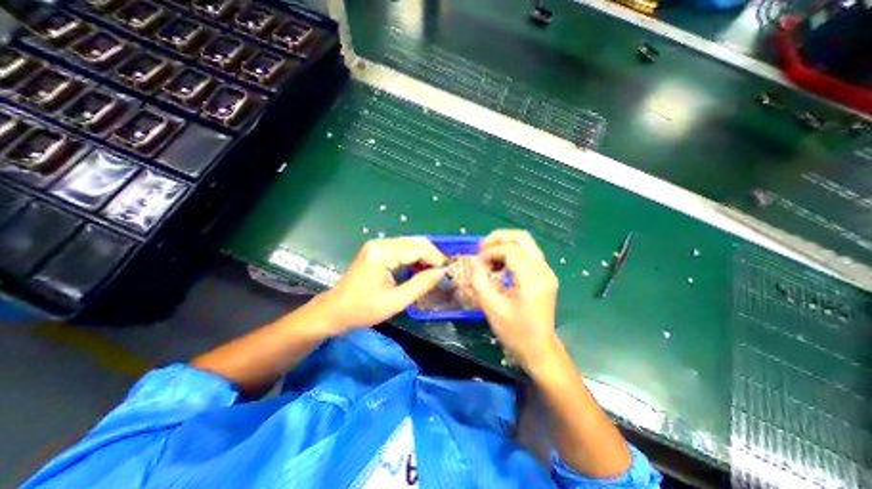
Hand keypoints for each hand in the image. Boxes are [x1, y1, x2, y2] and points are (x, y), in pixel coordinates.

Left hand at [314, 235, 445, 331]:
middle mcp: (381, 243)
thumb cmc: (362, 309)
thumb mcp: (395, 301)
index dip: (436, 258)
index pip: (418, 248)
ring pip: (411, 243)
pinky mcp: (378, 250)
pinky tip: (420, 269)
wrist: (335, 310)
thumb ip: (421, 285)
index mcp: (383, 253)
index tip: (448, 271)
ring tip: (434, 271)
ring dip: (425, 256)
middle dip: (433, 255)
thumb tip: (441, 273)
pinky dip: (415, 257)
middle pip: (415, 241)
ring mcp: (378, 245)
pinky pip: (403, 249)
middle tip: (443, 271)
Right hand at [471, 229, 558, 369]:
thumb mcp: (491, 308)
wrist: (539, 349)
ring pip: (526, 242)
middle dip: (499, 237)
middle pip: (522, 237)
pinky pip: (528, 253)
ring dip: (505, 244)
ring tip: (488, 256)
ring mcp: (547, 272)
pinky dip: (511, 252)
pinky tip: (500, 263)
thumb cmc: (515, 332)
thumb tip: (475, 262)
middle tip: (481, 247)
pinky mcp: (545, 275)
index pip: (511, 250)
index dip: (490, 251)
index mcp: (531, 281)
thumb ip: (479, 281)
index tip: (478, 263)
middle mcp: (543, 271)